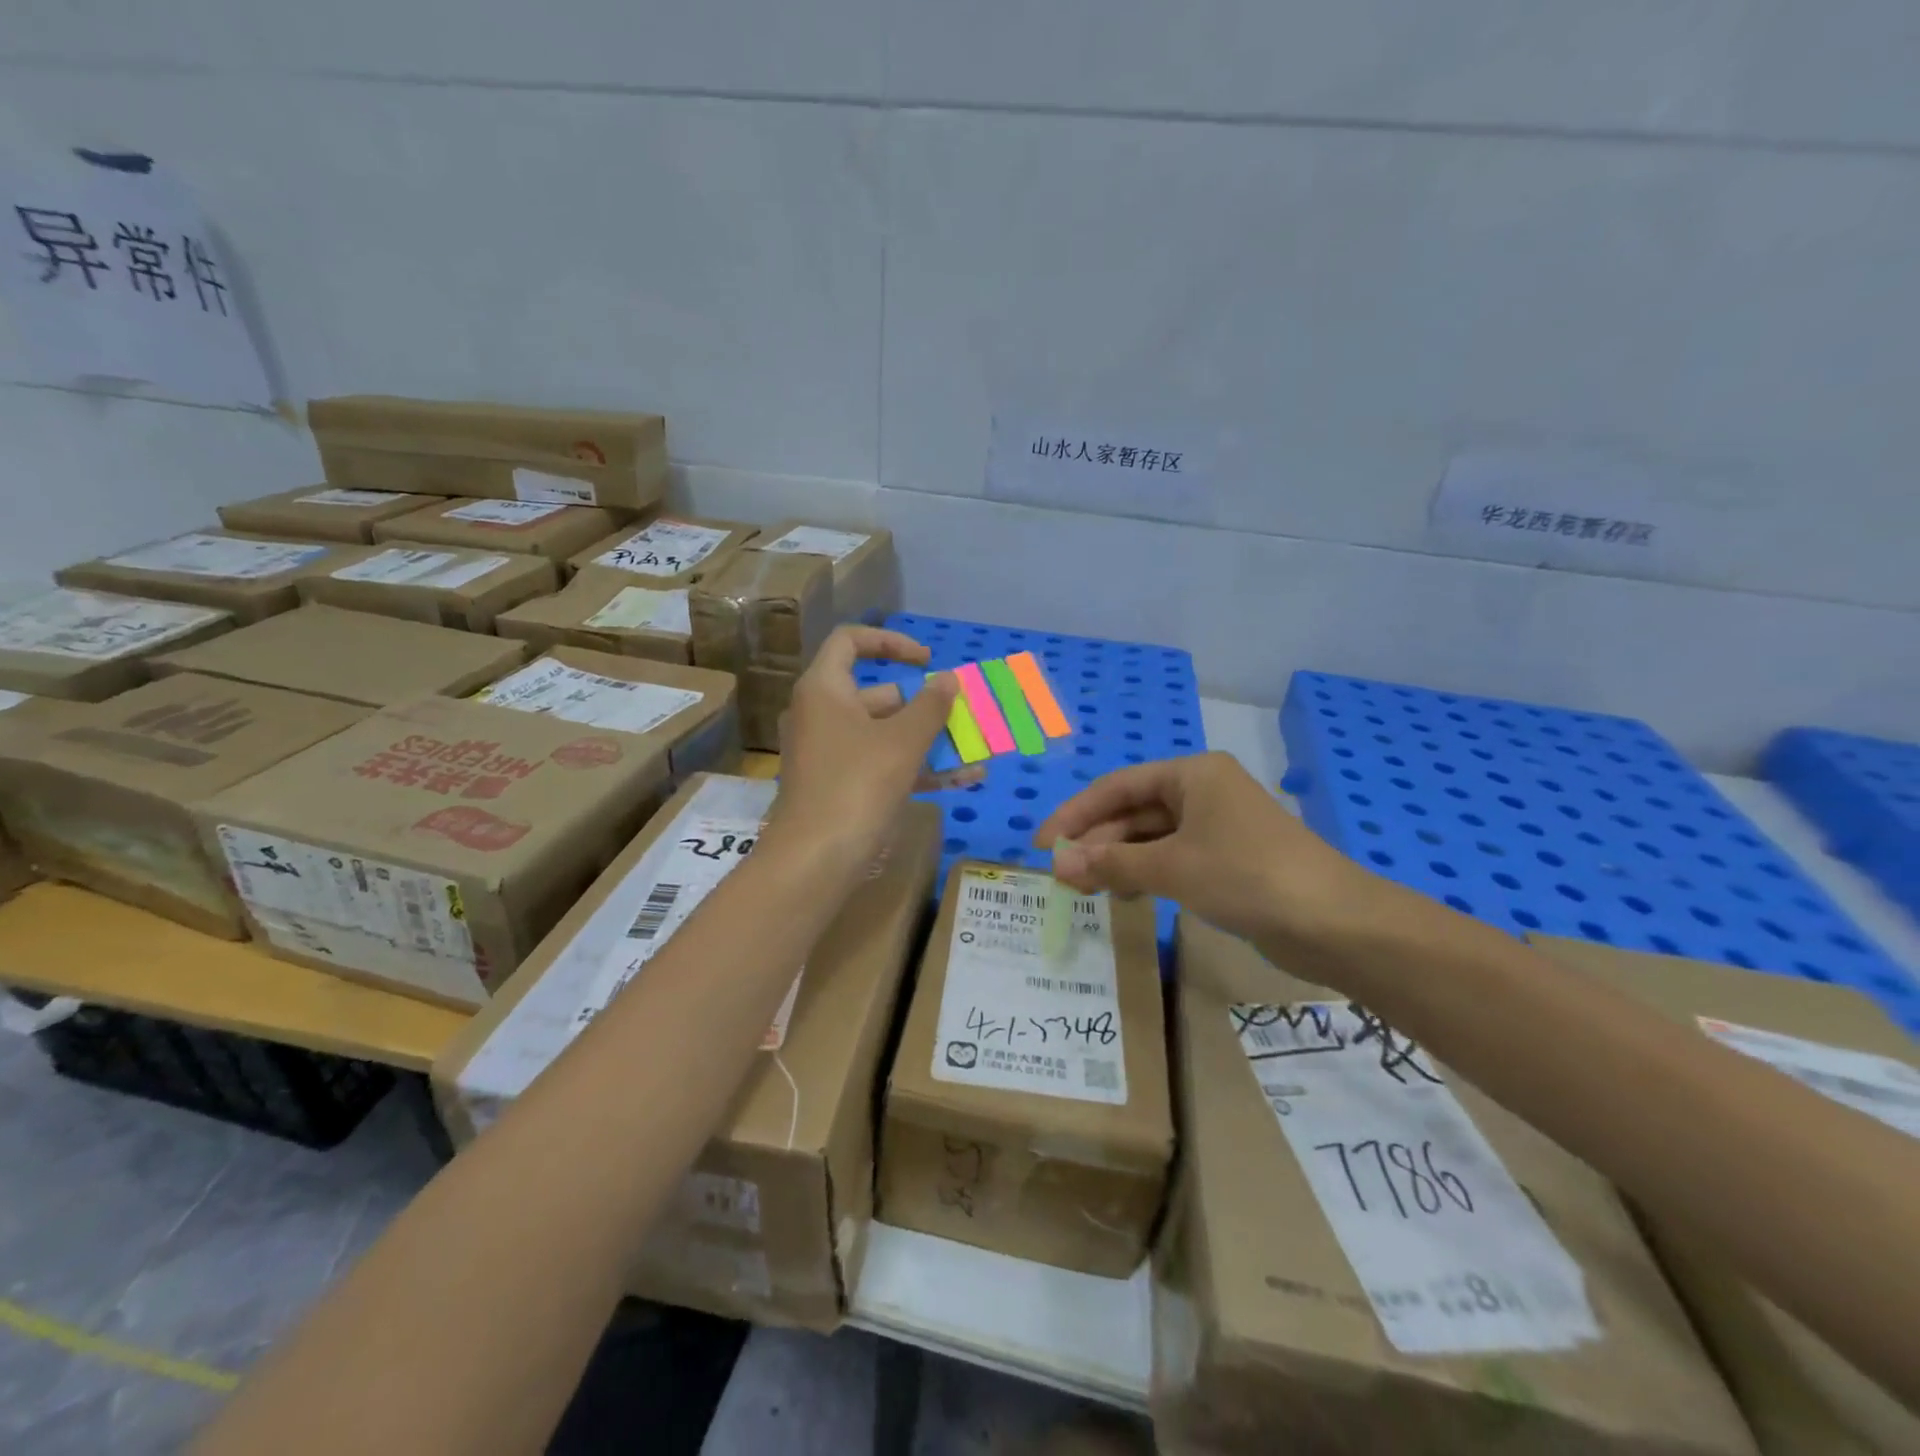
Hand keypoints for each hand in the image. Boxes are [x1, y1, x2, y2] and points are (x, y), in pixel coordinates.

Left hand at [766, 626, 977, 873]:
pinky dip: (916, 768)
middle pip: (877, 694)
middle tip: (960, 714)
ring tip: (974, 751)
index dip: (891, 643)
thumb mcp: (902, 741)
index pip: (851, 642)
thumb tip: (948, 679)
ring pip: (885, 734)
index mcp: (824, 689)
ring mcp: (830, 753)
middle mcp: (822, 714)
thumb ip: (930, 705)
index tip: (928, 659)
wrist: (816, 859)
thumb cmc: (857, 784)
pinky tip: (961, 781)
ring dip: (929, 741)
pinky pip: (881, 764)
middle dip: (924, 705)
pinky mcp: (840, 785)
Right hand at [1034, 752, 1378, 952]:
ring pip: (1152, 837)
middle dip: (1097, 842)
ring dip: (1118, 860)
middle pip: (1134, 811)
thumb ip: (1111, 863)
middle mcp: (1203, 792)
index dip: (1076, 813)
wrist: (1335, 924)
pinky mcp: (1229, 861)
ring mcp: (1218, 827)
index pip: (1117, 786)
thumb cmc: (1247, 876)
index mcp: (1192, 774)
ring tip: (1085, 889)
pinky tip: (1125, 896)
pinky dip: (1146, 874)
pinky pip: (1173, 859)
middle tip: (1062, 876)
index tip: (1044, 844)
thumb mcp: (1172, 867)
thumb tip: (1056, 867)